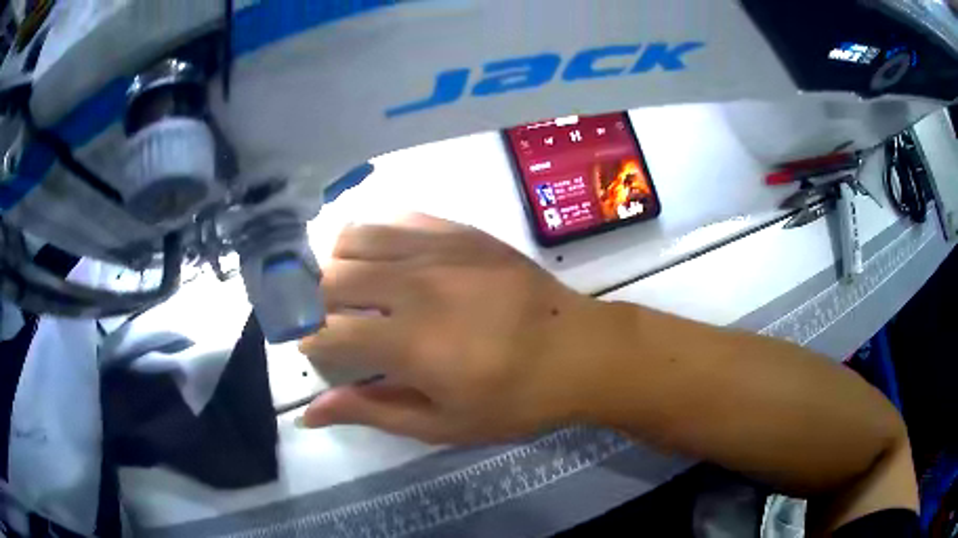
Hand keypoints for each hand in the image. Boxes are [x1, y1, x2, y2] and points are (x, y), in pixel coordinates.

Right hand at [298, 214, 614, 443]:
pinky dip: (379, 237)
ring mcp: (439, 249)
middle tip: (336, 322)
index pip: (325, 333)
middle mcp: (413, 285)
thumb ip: (371, 412)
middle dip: (317, 302)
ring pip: (355, 236)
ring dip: (341, 263)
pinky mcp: (462, 231)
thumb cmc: (514, 399)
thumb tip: (309, 413)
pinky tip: (391, 259)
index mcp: (407, 343)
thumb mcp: (442, 424)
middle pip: (330, 277)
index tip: (321, 354)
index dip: (312, 345)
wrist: (578, 351)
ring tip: (356, 288)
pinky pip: (398, 218)